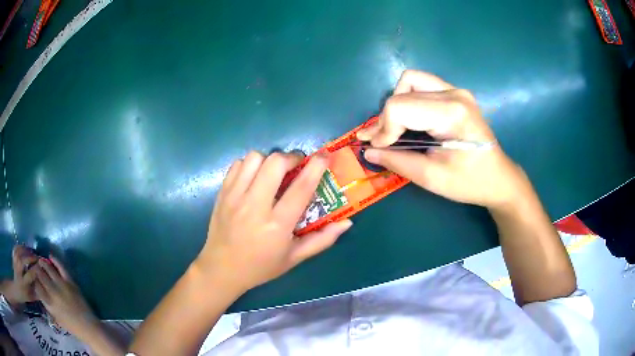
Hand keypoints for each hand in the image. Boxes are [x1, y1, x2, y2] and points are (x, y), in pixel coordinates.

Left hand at [1, 245, 38, 305]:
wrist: (18, 289)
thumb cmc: (25, 295)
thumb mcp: (32, 297)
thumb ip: (37, 292)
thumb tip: (44, 285)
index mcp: (23, 283)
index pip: (29, 275)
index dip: (35, 270)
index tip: (41, 268)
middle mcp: (18, 272)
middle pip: (22, 261)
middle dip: (29, 257)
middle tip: (36, 257)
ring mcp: (15, 263)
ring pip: (18, 253)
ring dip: (24, 250)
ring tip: (31, 251)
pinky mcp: (13, 258)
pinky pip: (15, 249)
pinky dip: (19, 246)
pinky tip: (23, 247)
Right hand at [34, 257, 97, 333]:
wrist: (88, 327)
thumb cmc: (71, 325)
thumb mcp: (55, 317)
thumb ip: (46, 304)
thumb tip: (38, 290)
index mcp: (49, 303)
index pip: (36, 286)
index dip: (34, 280)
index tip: (33, 276)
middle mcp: (53, 292)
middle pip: (40, 275)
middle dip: (36, 269)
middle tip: (35, 266)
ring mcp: (61, 286)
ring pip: (48, 268)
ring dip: (43, 263)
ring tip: (40, 260)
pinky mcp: (70, 282)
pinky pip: (61, 267)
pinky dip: (55, 260)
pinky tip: (50, 256)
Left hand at [194, 151, 351, 293]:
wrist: (221, 269)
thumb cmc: (261, 267)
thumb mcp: (294, 258)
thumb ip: (322, 240)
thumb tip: (347, 223)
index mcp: (276, 225)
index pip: (300, 188)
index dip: (316, 167)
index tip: (325, 155)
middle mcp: (254, 206)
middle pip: (275, 163)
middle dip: (291, 157)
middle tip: (297, 166)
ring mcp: (234, 197)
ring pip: (254, 158)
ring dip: (269, 160)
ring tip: (273, 173)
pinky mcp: (222, 193)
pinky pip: (237, 164)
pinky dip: (250, 165)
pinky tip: (255, 178)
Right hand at [357, 70, 527, 209]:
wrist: (499, 178)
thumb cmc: (469, 182)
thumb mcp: (431, 177)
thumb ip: (397, 161)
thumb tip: (369, 150)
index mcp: (451, 113)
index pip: (400, 106)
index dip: (383, 128)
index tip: (378, 148)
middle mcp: (454, 93)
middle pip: (403, 93)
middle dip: (387, 118)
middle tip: (382, 141)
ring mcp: (457, 90)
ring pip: (411, 80)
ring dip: (397, 102)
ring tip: (397, 128)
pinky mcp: (457, 93)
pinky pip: (423, 84)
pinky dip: (410, 98)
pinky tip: (412, 119)